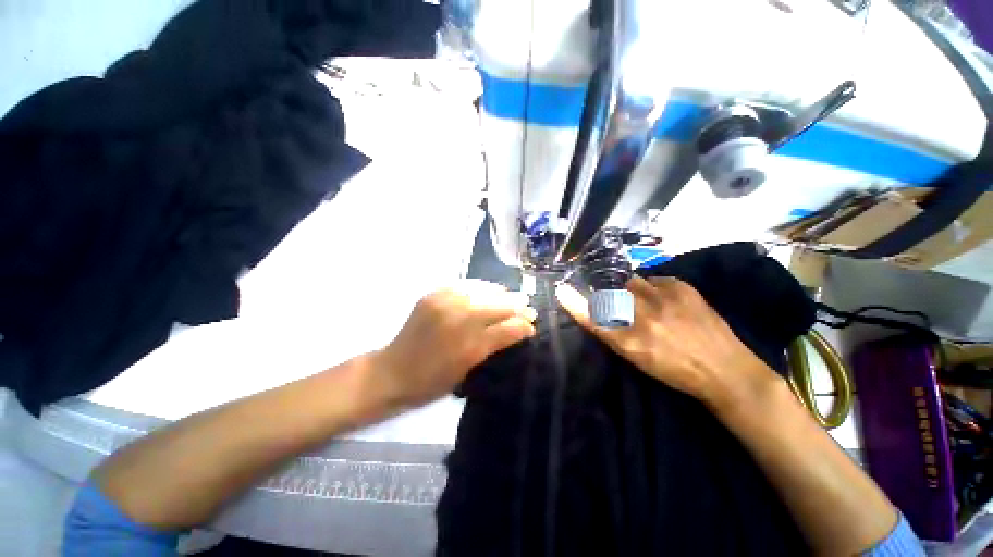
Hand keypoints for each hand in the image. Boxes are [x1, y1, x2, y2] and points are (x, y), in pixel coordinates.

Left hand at [374, 281, 536, 407]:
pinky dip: (480, 287)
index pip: (506, 328)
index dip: (523, 325)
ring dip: (501, 294)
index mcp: (469, 346)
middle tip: (529, 307)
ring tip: (512, 297)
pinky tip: (488, 290)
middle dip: (518, 306)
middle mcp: (459, 320)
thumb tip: (520, 329)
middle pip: (498, 306)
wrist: (392, 371)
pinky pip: (464, 284)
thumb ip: (494, 345)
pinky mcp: (433, 294)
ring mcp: (445, 303)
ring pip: (484, 290)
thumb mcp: (468, 369)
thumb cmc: (432, 381)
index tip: (533, 324)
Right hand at [556, 276, 777, 411]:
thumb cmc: (676, 371)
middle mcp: (645, 317)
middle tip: (622, 305)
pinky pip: (654, 279)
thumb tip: (599, 310)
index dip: (576, 305)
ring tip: (647, 304)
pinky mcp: (682, 288)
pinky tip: (664, 300)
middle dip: (611, 296)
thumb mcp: (639, 359)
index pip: (595, 319)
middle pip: (613, 294)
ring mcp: (665, 299)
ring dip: (633, 290)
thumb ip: (614, 334)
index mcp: (632, 342)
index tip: (562, 291)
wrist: (726, 370)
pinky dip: (653, 287)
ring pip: (632, 283)